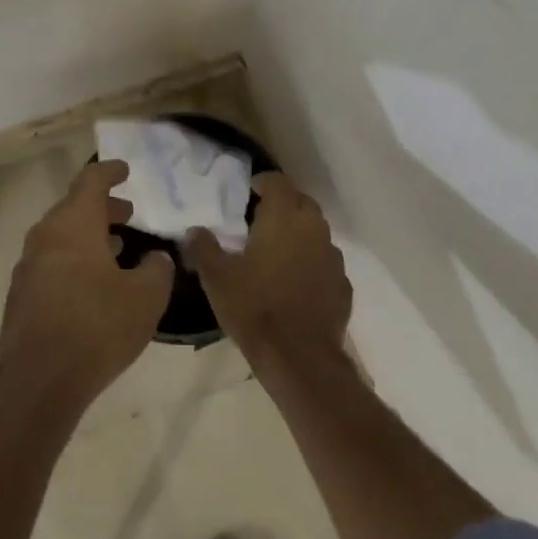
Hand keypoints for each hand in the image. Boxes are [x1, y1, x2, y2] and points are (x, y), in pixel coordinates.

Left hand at [0, 159, 174, 408]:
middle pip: (74, 208)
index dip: (110, 172)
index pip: (91, 182)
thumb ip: (156, 270)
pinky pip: (52, 263)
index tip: (124, 170)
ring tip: (117, 248)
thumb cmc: (97, 327)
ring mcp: (28, 266)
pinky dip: (75, 260)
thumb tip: (156, 259)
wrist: (39, 380)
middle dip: (102, 209)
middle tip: (128, 215)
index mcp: (73, 224)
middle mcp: (45, 237)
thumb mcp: (145, 297)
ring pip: (61, 237)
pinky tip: (93, 284)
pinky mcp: (21, 295)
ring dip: (89, 236)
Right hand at [184, 173, 351, 370]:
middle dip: (282, 205)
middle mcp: (313, 228)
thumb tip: (194, 230)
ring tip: (276, 252)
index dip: (262, 182)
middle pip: (300, 202)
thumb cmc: (253, 307)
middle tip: (258, 221)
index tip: (247, 194)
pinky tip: (295, 282)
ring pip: (316, 232)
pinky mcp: (343, 284)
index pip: (277, 181)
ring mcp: (333, 257)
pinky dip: (311, 263)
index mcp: (283, 217)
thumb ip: (204, 247)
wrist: (298, 357)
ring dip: (298, 234)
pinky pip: (325, 262)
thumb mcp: (217, 277)